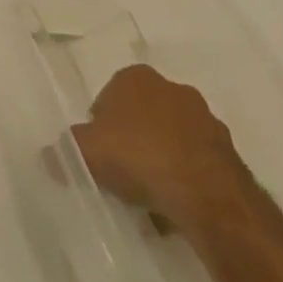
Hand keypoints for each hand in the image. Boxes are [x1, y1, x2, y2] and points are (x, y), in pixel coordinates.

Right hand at [70, 64, 252, 232]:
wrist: (207, 197)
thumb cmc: (137, 157)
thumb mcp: (83, 152)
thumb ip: (64, 149)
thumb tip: (50, 156)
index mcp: (136, 77)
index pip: (109, 96)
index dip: (100, 124)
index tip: (99, 151)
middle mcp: (174, 89)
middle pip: (143, 115)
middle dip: (133, 139)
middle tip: (121, 170)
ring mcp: (207, 121)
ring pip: (172, 139)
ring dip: (161, 159)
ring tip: (148, 194)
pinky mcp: (232, 154)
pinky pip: (197, 163)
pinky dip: (186, 178)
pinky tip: (174, 204)